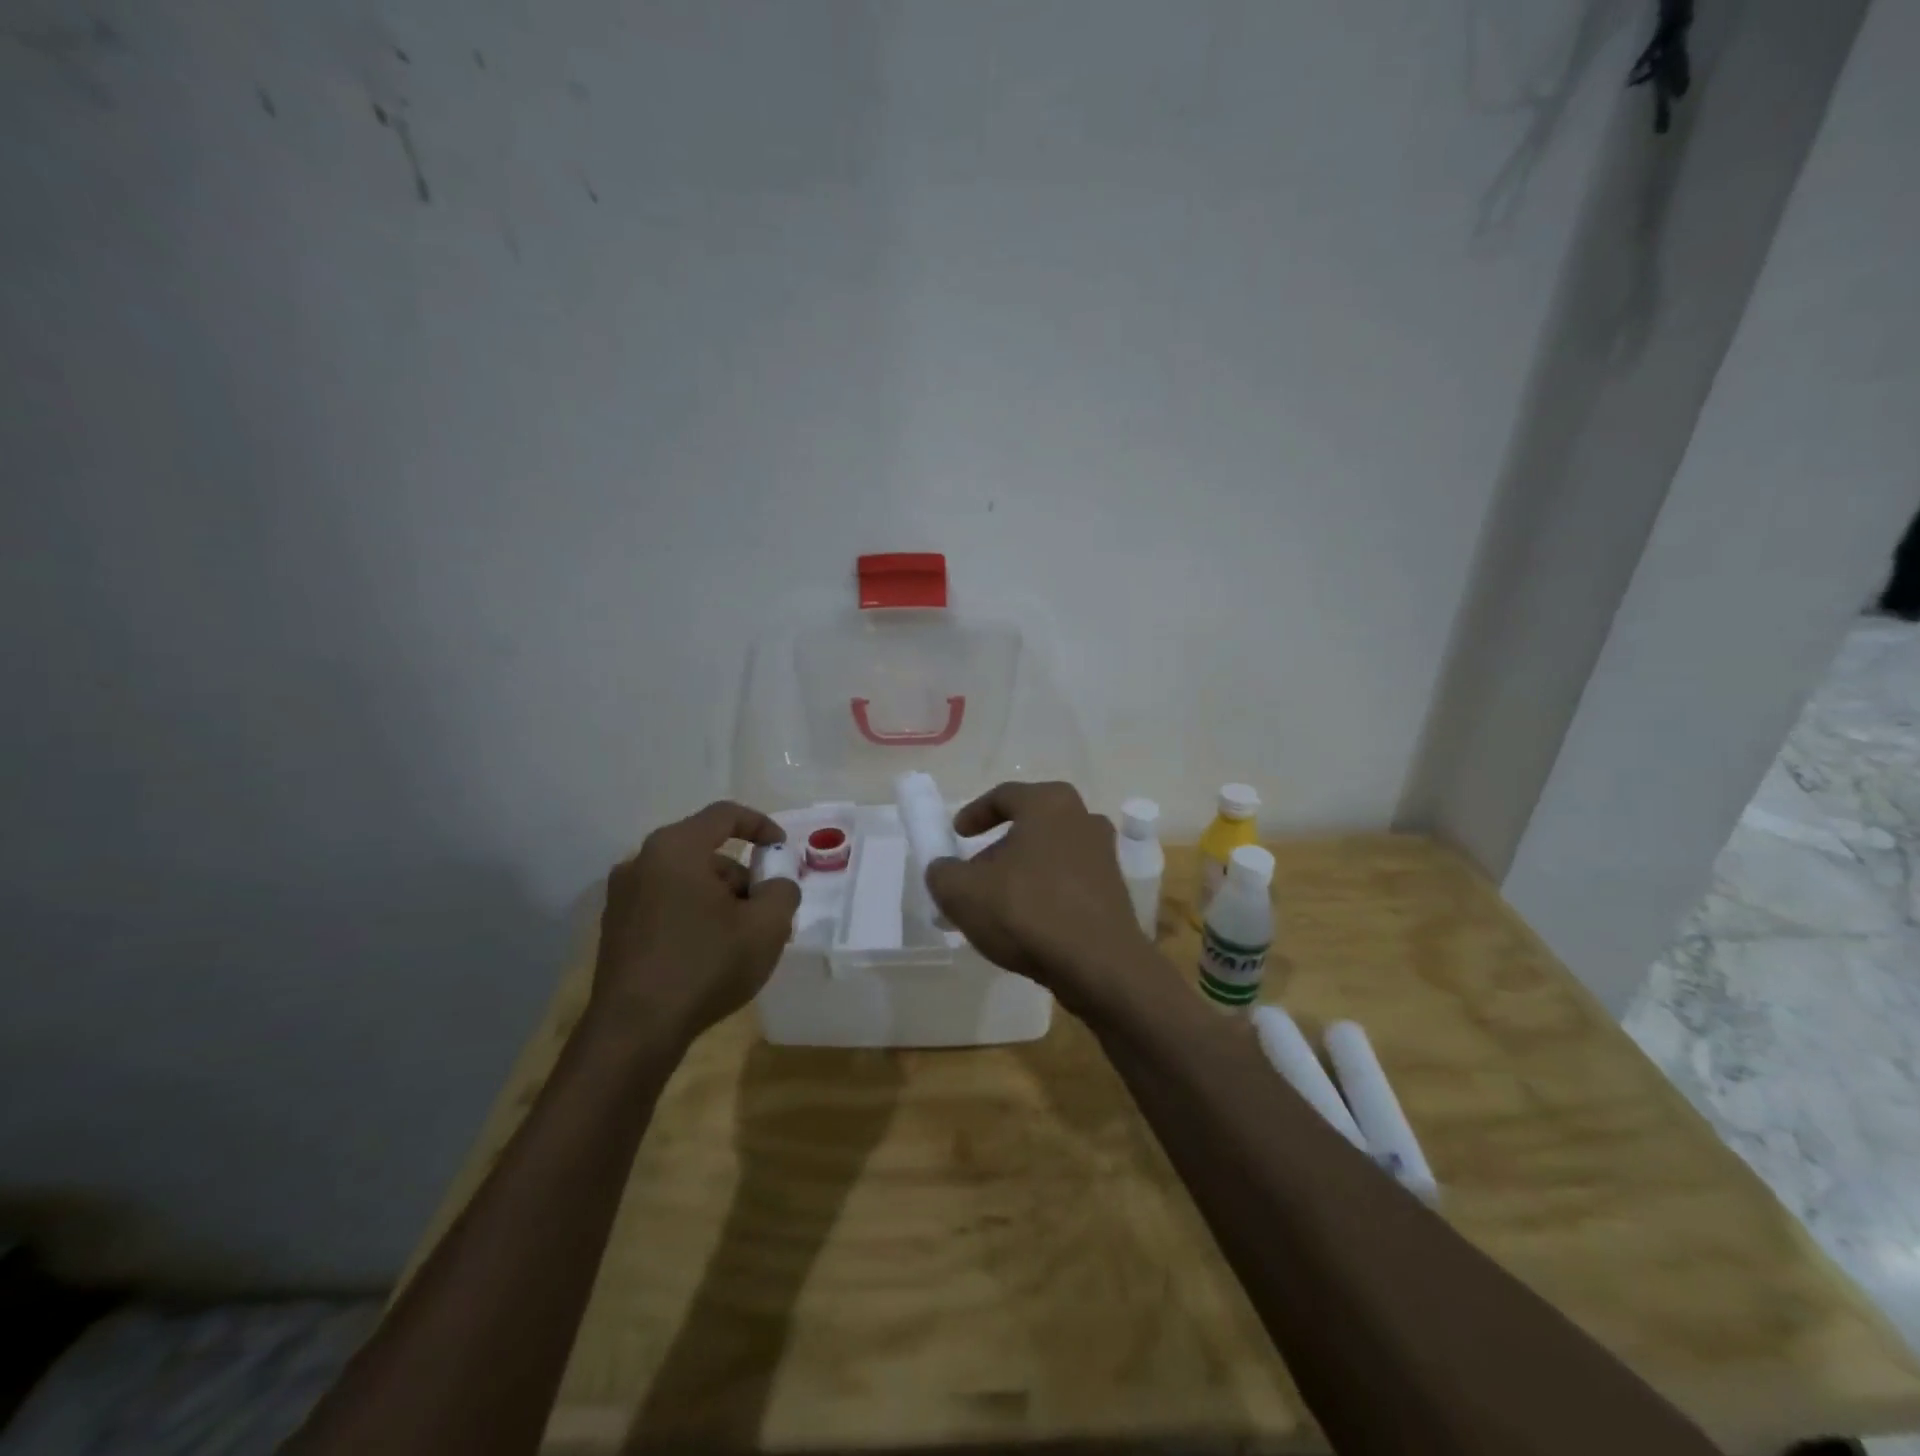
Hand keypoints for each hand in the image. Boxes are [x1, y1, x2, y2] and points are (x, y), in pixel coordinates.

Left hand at [588, 800, 800, 1045]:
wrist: (634, 1032)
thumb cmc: (705, 966)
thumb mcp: (767, 926)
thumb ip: (783, 890)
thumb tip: (776, 885)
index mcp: (675, 849)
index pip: (725, 814)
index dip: (761, 826)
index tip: (783, 852)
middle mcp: (642, 863)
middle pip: (706, 853)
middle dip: (743, 877)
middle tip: (768, 911)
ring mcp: (622, 898)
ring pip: (687, 881)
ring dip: (720, 900)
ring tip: (743, 940)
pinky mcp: (616, 930)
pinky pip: (666, 906)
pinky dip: (694, 916)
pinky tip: (711, 954)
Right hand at [925, 781, 1153, 1020]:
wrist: (1099, 966)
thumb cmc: (1027, 911)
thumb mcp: (963, 892)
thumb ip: (943, 873)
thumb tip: (944, 870)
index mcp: (1049, 804)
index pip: (1005, 796)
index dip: (974, 813)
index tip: (956, 834)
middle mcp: (1083, 819)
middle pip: (1030, 826)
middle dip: (998, 848)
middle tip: (974, 873)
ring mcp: (1104, 856)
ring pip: (1050, 855)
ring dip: (1022, 873)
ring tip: (997, 903)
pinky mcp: (1114, 892)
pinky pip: (1068, 883)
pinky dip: (1045, 894)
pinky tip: (1026, 924)